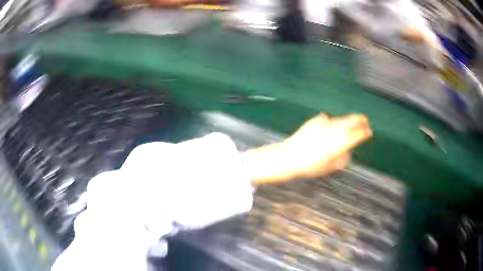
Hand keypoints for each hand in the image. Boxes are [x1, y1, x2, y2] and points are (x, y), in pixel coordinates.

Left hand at [242, 113, 371, 183]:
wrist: (291, 156)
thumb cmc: (311, 166)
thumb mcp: (329, 167)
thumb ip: (341, 159)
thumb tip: (346, 152)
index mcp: (341, 143)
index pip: (357, 134)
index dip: (364, 132)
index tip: (369, 131)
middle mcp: (335, 131)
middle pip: (351, 121)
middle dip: (360, 120)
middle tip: (365, 120)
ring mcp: (325, 124)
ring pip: (341, 119)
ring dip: (348, 119)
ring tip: (352, 120)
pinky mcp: (316, 120)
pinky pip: (327, 119)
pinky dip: (332, 121)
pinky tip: (330, 124)